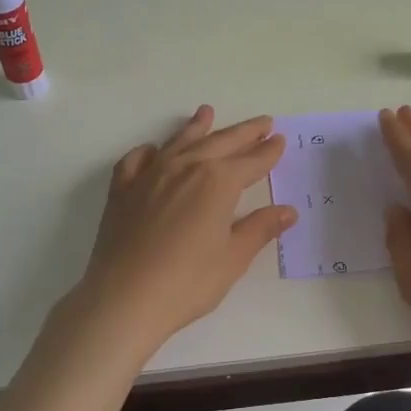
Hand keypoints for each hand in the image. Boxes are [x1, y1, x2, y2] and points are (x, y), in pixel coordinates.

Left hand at [69, 106, 297, 358]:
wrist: (124, 298)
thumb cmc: (187, 283)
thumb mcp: (233, 258)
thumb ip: (259, 228)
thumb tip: (287, 211)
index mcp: (217, 182)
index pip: (251, 161)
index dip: (267, 152)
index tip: (280, 140)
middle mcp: (185, 168)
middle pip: (220, 142)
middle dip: (244, 132)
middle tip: (262, 122)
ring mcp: (150, 175)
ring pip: (179, 142)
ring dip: (197, 127)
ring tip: (207, 112)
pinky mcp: (123, 190)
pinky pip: (137, 160)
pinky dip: (150, 152)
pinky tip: (154, 151)